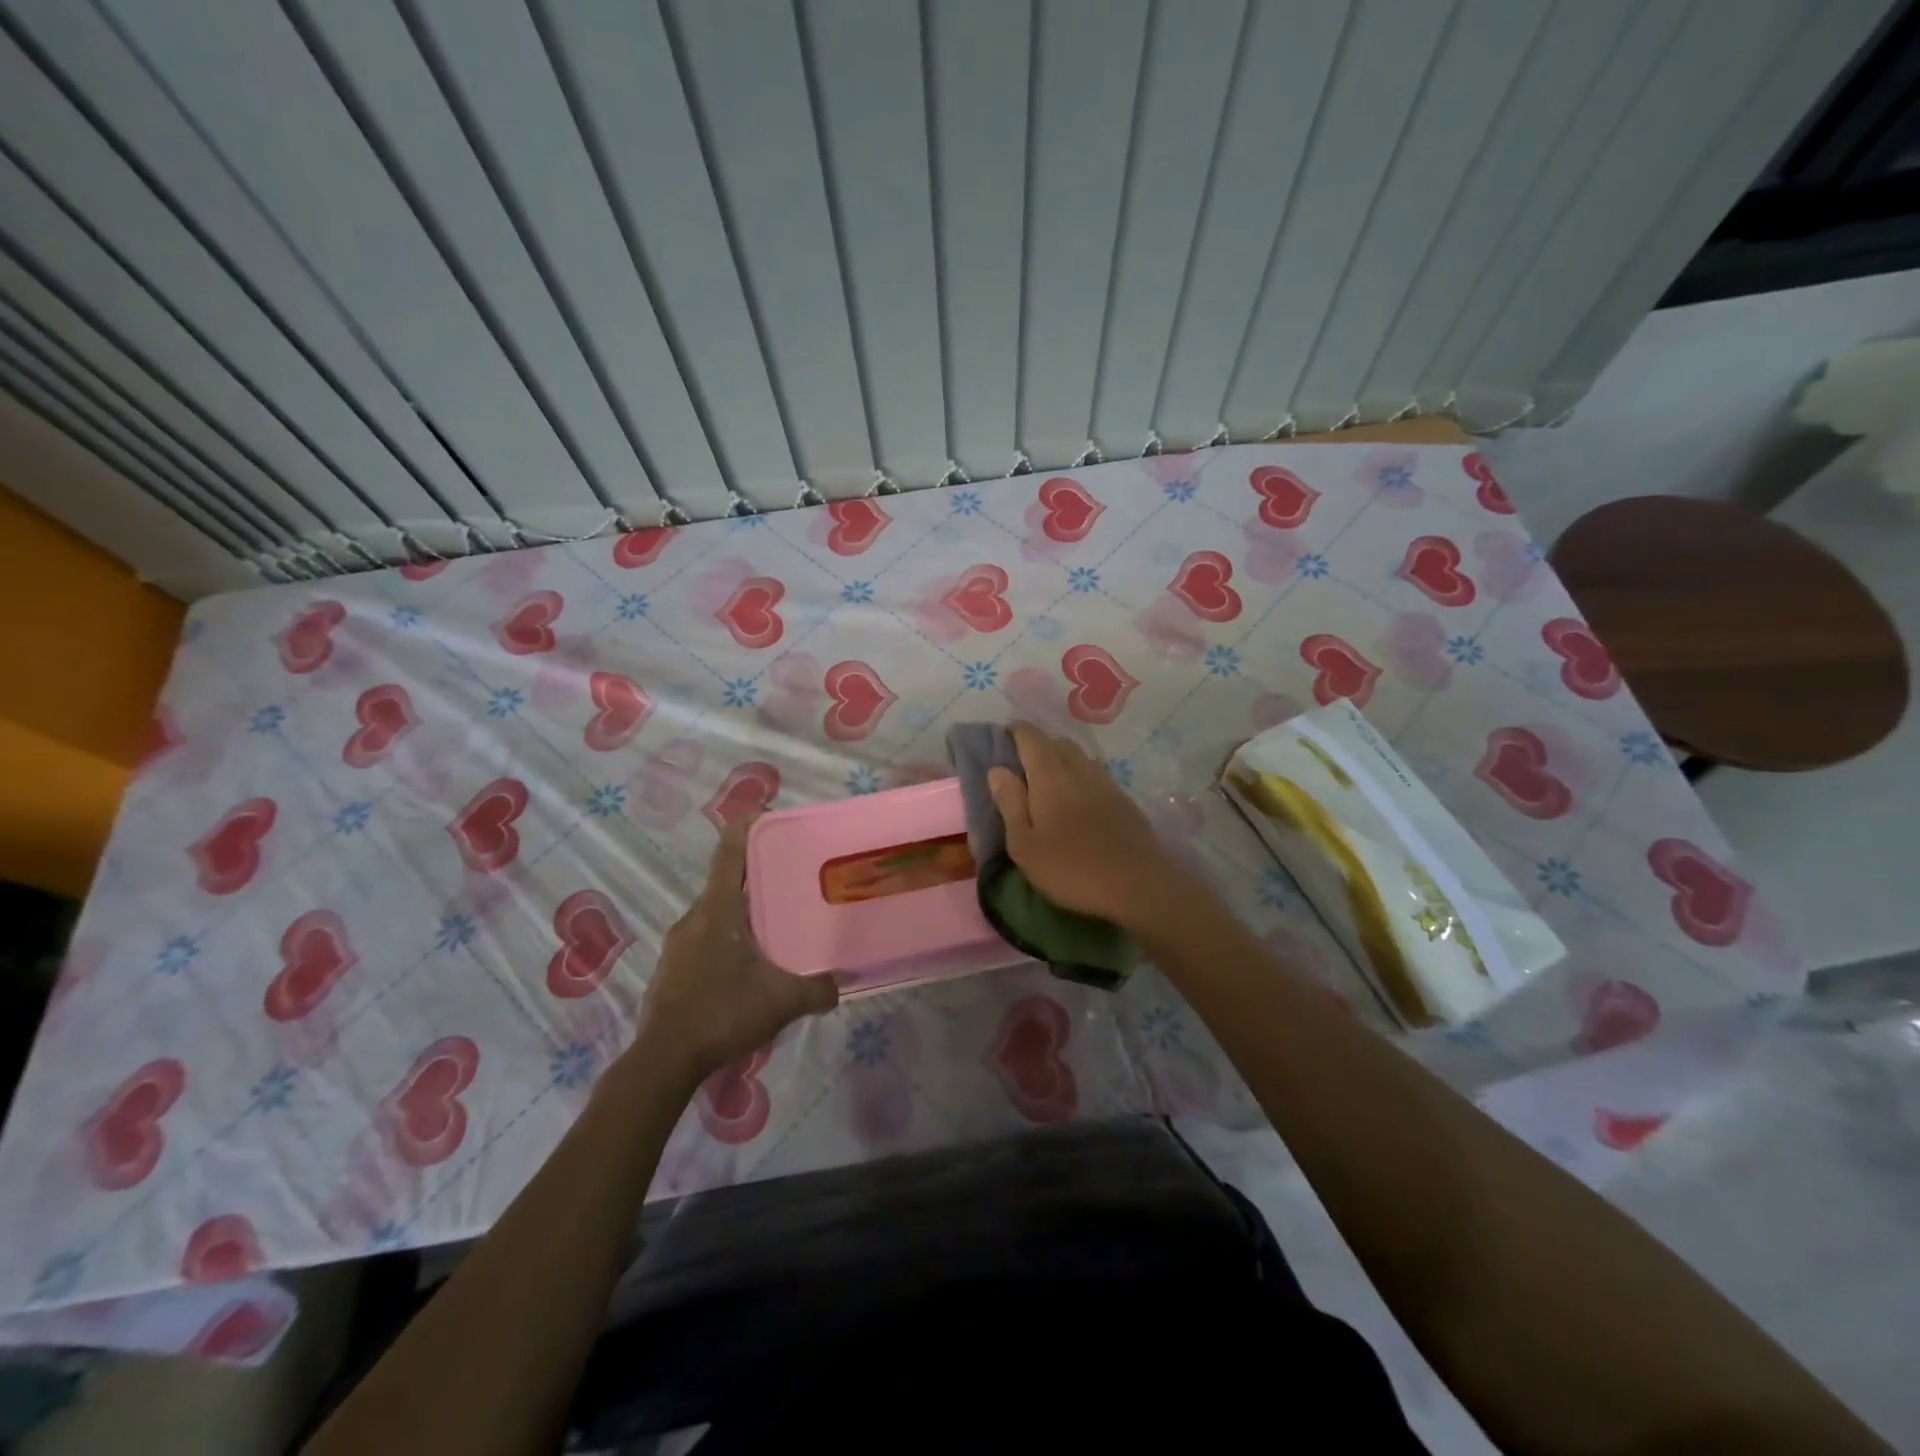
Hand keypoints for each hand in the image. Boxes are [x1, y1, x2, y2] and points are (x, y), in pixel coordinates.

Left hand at [634, 818, 838, 1085]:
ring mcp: (678, 943)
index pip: (730, 853)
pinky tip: (747, 966)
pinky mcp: (671, 968)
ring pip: (716, 913)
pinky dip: (727, 938)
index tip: (764, 814)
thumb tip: (839, 985)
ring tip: (775, 924)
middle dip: (756, 876)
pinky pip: (705, 938)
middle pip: (726, 882)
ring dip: (742, 912)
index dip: (746, 828)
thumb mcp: (782, 1002)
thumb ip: (817, 990)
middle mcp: (694, 917)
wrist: (664, 1060)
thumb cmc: (723, 1013)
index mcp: (718, 910)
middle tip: (791, 879)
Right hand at [987, 723, 1192, 930]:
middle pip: (1058, 742)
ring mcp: (1106, 784)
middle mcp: (1080, 770)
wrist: (1136, 885)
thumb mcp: (1025, 845)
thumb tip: (997, 769)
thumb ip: (1010, 803)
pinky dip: (1082, 775)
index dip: (1016, 731)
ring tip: (1050, 779)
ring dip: (1062, 758)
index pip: (1031, 738)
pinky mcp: (1125, 801)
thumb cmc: (1070, 869)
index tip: (1003, 736)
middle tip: (1023, 762)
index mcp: (1050, 777)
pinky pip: (1097, 775)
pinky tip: (1079, 798)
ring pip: (1081, 757)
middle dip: (1039, 744)